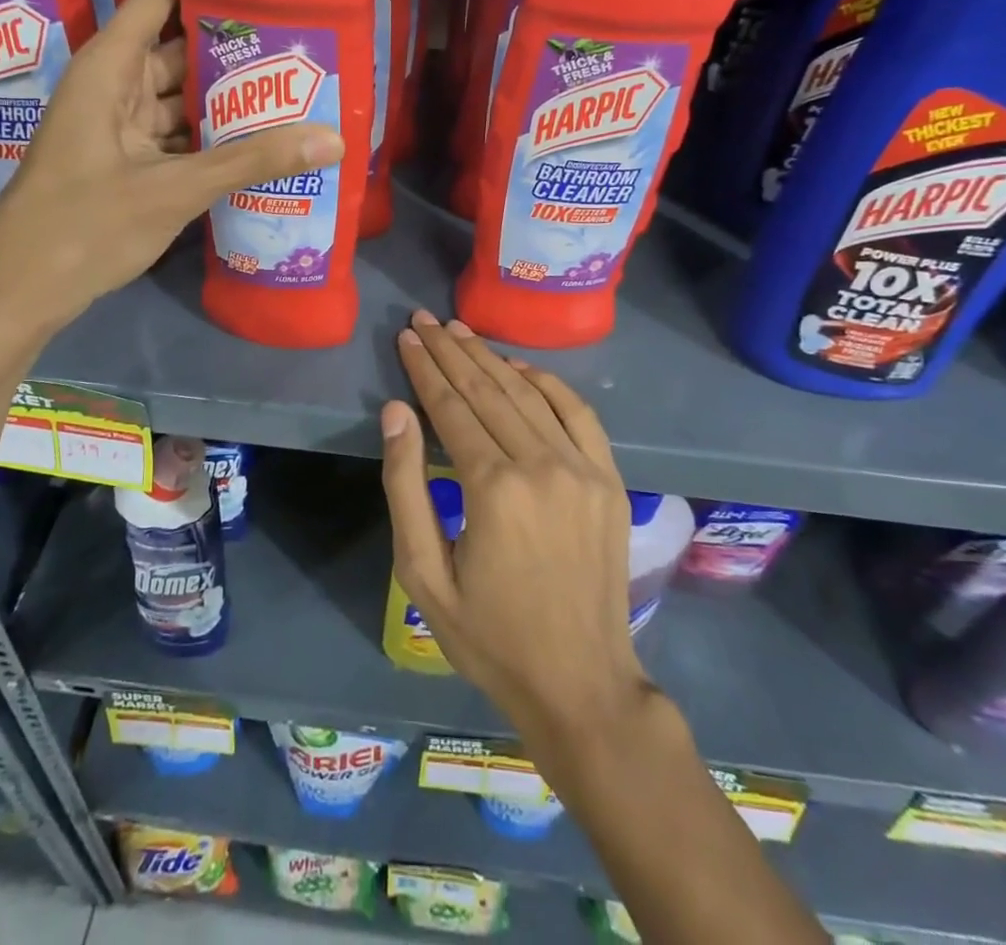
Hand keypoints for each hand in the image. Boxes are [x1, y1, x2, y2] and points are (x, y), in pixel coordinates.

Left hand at [0, 0, 344, 338]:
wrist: (21, 290)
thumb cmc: (85, 225)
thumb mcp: (175, 190)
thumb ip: (252, 162)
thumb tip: (333, 140)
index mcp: (111, 66)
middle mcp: (116, 85)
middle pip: (182, 47)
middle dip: (237, 46)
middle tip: (303, 41)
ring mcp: (122, 126)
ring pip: (183, 96)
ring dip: (229, 97)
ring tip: (297, 87)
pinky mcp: (130, 161)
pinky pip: (179, 134)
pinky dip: (213, 137)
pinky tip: (262, 141)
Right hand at [382, 311, 653, 742]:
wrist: (582, 685)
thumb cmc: (490, 636)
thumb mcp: (423, 574)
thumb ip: (405, 486)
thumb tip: (395, 411)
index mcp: (492, 488)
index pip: (450, 407)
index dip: (425, 369)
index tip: (406, 337)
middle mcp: (541, 465)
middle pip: (487, 390)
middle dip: (451, 351)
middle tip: (425, 320)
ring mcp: (582, 469)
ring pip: (528, 394)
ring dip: (491, 357)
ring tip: (460, 331)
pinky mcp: (609, 479)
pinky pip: (577, 413)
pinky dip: (548, 382)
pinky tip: (520, 366)